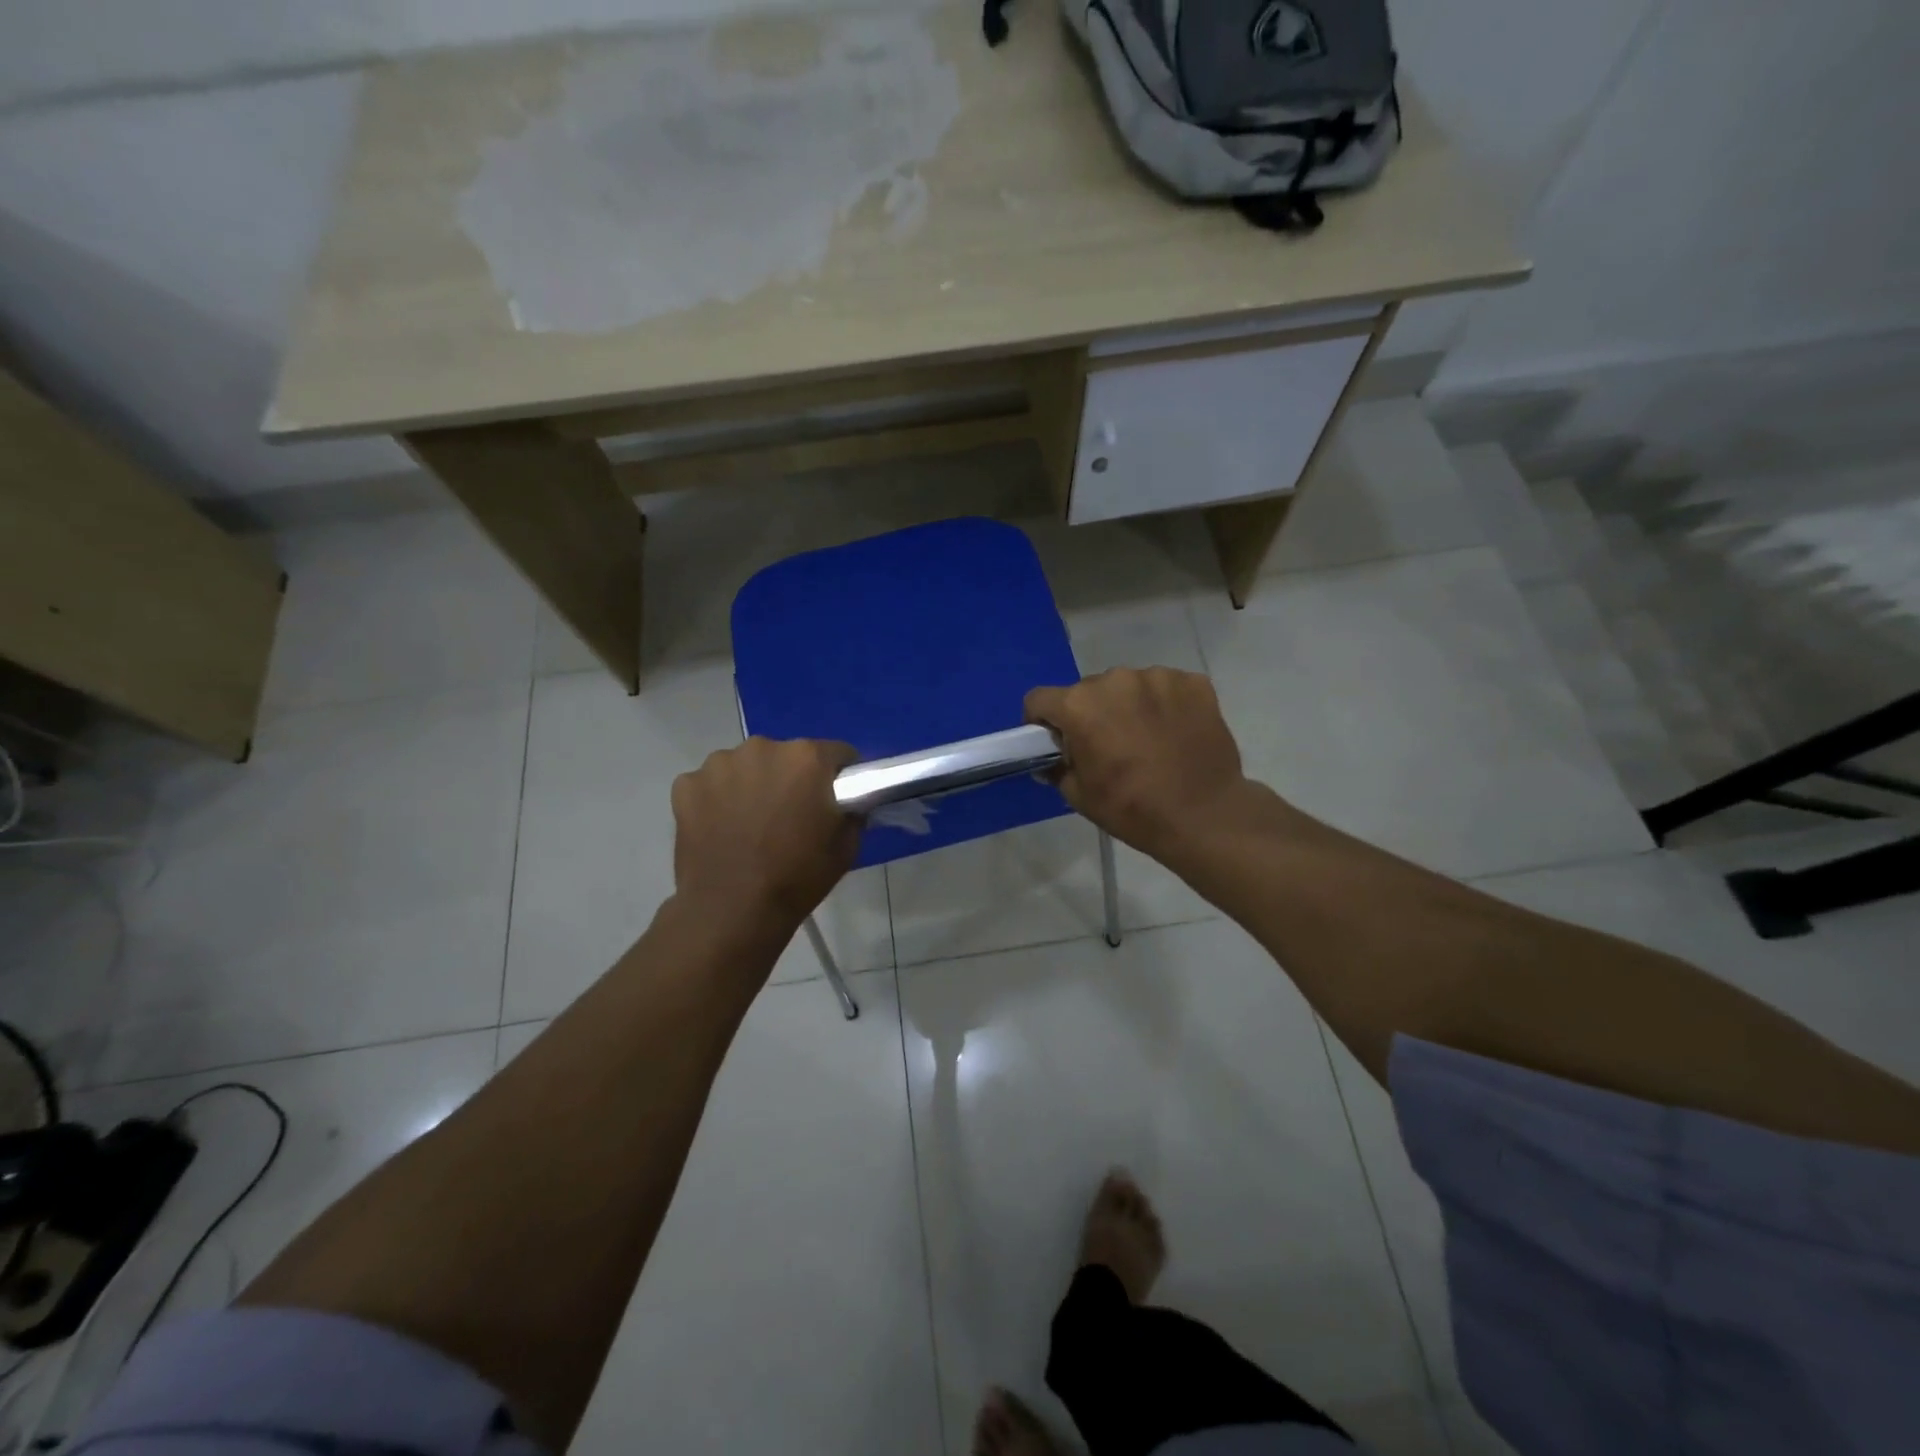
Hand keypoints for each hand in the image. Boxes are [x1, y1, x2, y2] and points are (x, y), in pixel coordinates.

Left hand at [670, 737, 860, 931]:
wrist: (731, 911)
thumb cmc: (797, 878)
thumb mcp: (846, 848)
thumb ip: (851, 813)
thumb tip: (846, 804)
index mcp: (807, 758)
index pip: (836, 753)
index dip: (839, 775)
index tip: (835, 796)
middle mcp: (763, 748)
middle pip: (786, 755)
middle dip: (790, 778)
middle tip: (788, 814)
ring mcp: (719, 764)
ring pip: (745, 766)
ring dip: (751, 784)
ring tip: (749, 823)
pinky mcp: (686, 784)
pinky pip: (710, 783)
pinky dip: (716, 799)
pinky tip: (719, 828)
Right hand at [1025, 668, 1251, 855]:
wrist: (1204, 816)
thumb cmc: (1132, 808)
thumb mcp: (1078, 796)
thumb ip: (1058, 766)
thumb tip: (1056, 756)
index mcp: (1080, 705)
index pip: (1040, 699)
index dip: (1041, 721)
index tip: (1055, 740)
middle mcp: (1114, 680)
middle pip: (1088, 691)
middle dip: (1090, 713)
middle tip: (1107, 745)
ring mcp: (1158, 677)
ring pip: (1128, 686)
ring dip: (1128, 706)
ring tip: (1147, 739)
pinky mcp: (1193, 682)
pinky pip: (1166, 688)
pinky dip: (1164, 705)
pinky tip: (1175, 733)